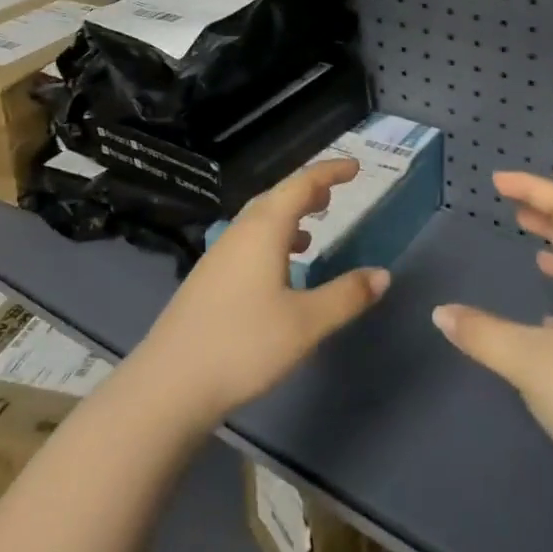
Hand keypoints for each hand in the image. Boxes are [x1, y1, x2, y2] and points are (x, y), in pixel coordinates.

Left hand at [132, 158, 389, 431]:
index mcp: (264, 229)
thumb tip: (383, 274)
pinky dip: (273, 240)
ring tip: (313, 229)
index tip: (355, 167)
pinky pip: (248, 242)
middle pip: (277, 197)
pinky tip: (281, 270)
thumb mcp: (306, 323)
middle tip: (335, 194)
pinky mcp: (208, 279)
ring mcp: (219, 255)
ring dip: (289, 216)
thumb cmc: (243, 345)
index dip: (330, 172)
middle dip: (308, 191)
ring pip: (260, 221)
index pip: (301, 184)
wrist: (169, 384)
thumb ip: (346, 296)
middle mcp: (239, 232)